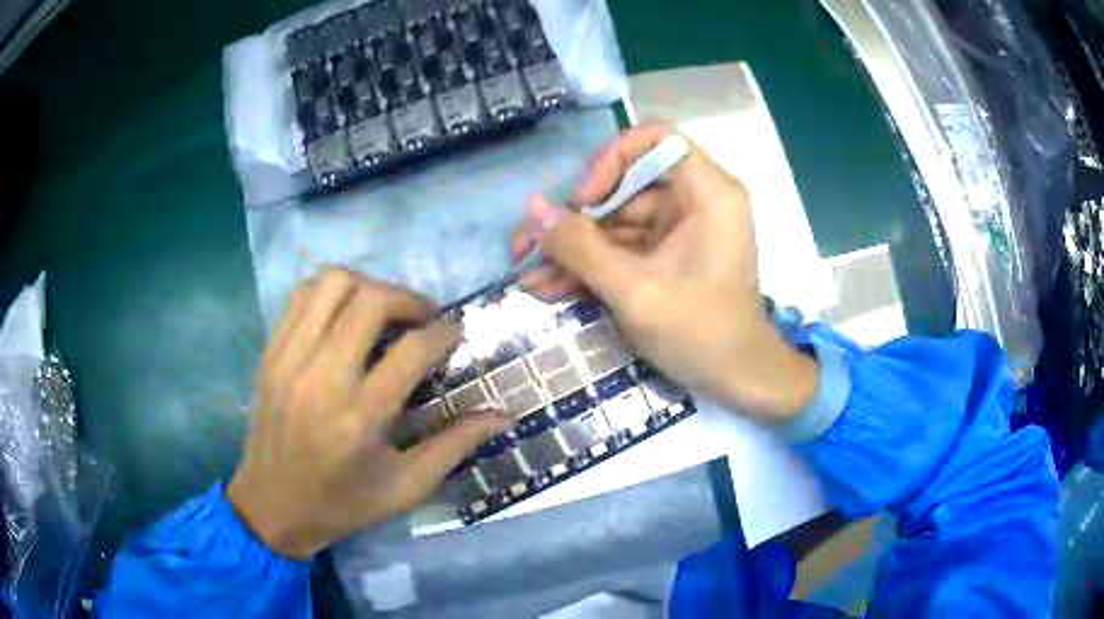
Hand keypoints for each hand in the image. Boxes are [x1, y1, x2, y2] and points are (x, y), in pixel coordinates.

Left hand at [228, 267, 508, 558]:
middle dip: (408, 299)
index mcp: (360, 419)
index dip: (443, 332)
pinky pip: (301, 296)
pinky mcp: (270, 352)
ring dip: (368, 286)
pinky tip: (345, 317)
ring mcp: (289, 359)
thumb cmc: (343, 504)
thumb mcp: (406, 488)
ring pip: (332, 284)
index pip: (411, 349)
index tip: (455, 334)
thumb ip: (455, 447)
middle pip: (370, 301)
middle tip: (423, 319)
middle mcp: (322, 379)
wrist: (271, 506)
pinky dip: (331, 293)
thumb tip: (503, 415)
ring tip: (383, 311)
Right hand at [514, 123, 816, 420]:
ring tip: (529, 275)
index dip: (612, 158)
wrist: (738, 380)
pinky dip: (592, 267)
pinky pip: (624, 249)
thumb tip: (533, 209)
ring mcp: (680, 231)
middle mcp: (695, 201)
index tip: (585, 198)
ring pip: (617, 223)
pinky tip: (551, 287)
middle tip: (528, 246)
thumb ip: (580, 247)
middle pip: (625, 187)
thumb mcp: (634, 290)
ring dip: (574, 250)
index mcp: (706, 192)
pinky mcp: (668, 257)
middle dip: (574, 220)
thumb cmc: (700, 332)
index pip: (656, 138)